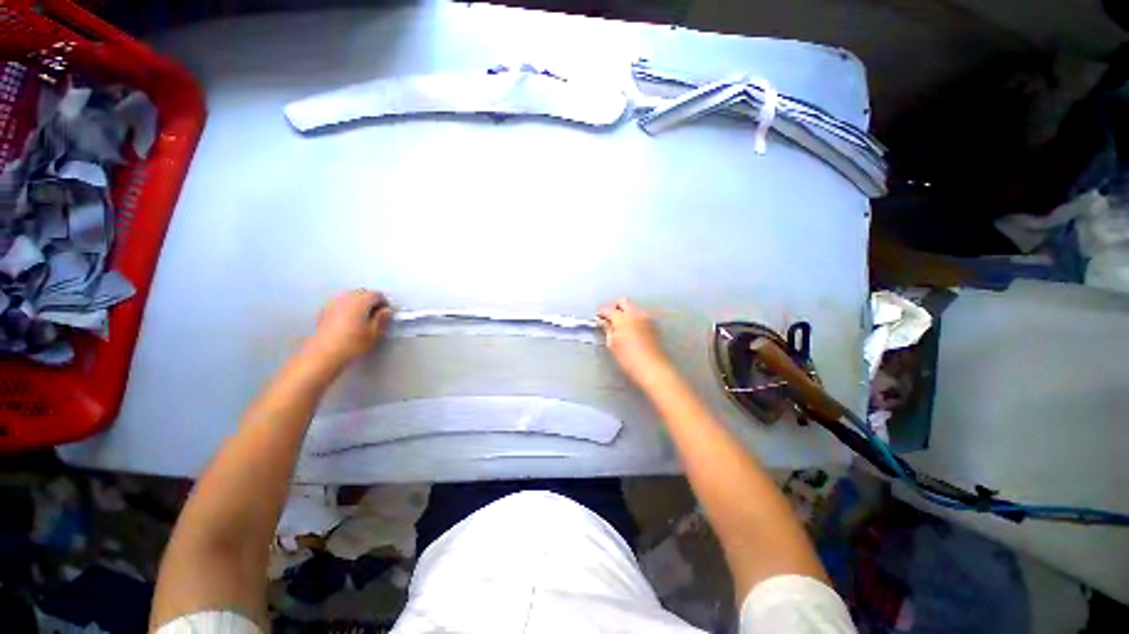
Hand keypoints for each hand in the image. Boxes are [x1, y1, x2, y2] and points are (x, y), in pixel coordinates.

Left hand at [308, 290, 392, 363]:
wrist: (323, 354)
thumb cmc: (352, 344)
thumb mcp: (374, 333)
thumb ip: (382, 319)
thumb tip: (386, 310)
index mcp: (360, 302)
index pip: (377, 295)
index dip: (385, 303)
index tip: (386, 314)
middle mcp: (346, 298)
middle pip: (362, 293)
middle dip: (371, 301)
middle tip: (376, 315)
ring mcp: (333, 303)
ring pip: (350, 296)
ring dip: (359, 303)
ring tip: (362, 317)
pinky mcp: (324, 311)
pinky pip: (340, 303)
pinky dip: (347, 307)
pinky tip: (349, 320)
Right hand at [597, 298, 673, 385]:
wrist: (653, 368)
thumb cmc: (629, 359)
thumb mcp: (612, 345)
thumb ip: (607, 330)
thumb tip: (604, 322)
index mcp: (622, 318)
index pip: (608, 309)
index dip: (601, 312)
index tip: (598, 317)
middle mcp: (635, 313)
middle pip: (623, 301)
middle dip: (614, 306)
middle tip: (609, 317)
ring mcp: (646, 317)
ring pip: (633, 307)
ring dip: (625, 311)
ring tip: (619, 323)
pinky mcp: (653, 324)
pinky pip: (640, 314)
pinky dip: (634, 317)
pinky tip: (630, 328)